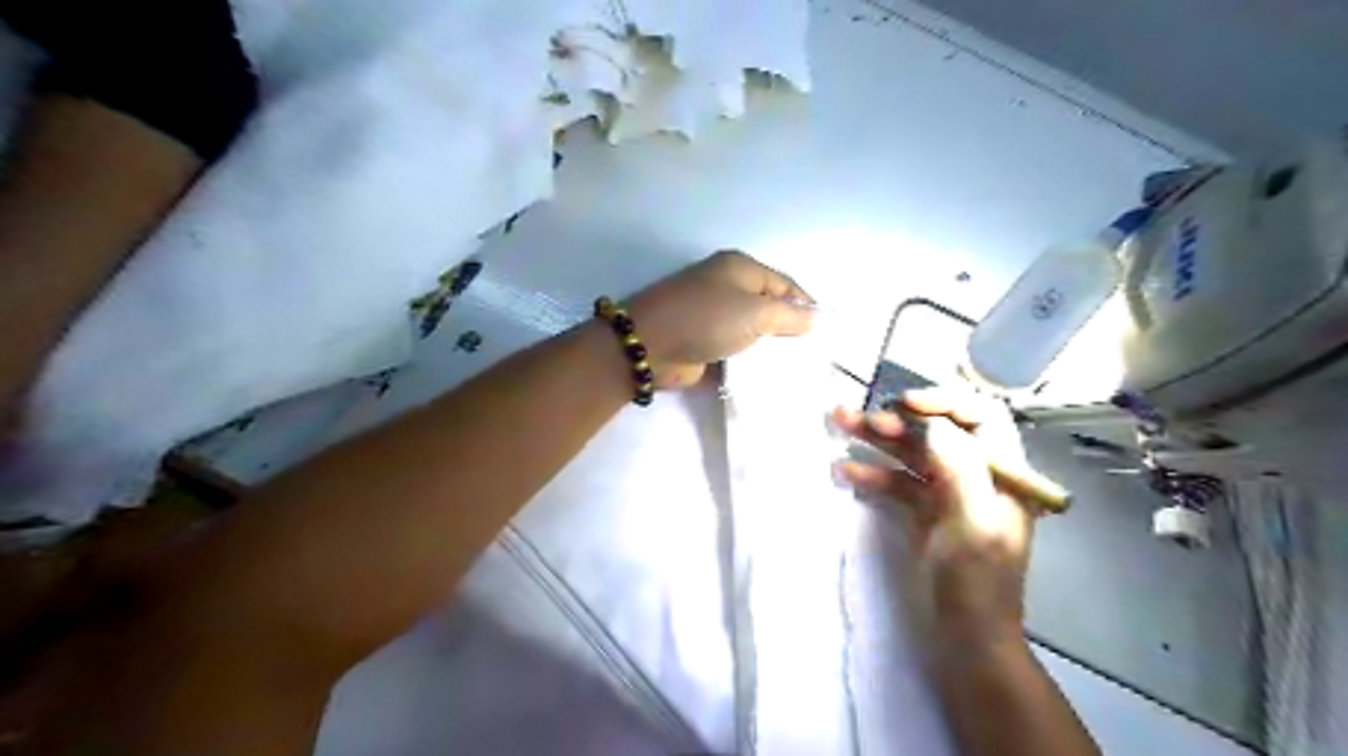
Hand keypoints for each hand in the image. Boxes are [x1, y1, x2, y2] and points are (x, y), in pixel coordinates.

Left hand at [629, 248, 810, 390]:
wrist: (650, 346)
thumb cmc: (707, 318)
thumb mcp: (756, 312)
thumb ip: (791, 316)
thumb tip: (816, 319)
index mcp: (739, 269)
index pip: (785, 284)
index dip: (806, 305)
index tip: (825, 333)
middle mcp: (727, 288)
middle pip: (768, 308)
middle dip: (789, 330)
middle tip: (814, 356)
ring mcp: (713, 317)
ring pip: (752, 334)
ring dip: (769, 352)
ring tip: (796, 372)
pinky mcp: (703, 344)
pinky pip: (734, 353)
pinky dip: (749, 366)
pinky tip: (768, 381)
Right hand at [839, 392, 1035, 647]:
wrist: (966, 637)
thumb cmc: (977, 581)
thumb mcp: (972, 522)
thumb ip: (957, 466)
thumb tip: (929, 423)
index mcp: (1002, 472)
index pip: (980, 416)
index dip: (943, 402)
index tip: (904, 405)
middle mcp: (977, 475)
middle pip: (937, 432)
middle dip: (898, 420)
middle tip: (860, 418)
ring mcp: (949, 493)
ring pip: (912, 453)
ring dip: (877, 439)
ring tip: (839, 422)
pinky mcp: (925, 512)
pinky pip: (898, 481)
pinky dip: (873, 473)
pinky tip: (845, 469)